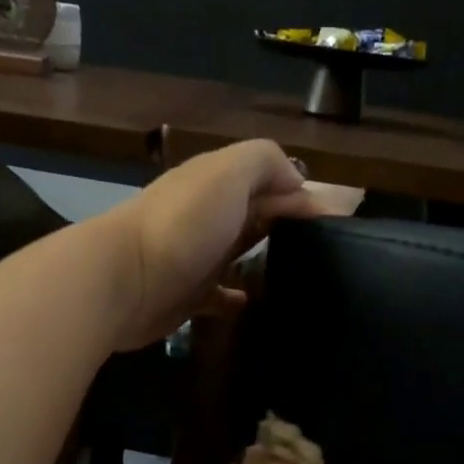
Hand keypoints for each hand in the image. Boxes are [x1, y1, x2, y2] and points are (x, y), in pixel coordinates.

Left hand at [99, 141, 323, 351]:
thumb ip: (264, 162)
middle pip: (256, 216)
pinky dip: (236, 296)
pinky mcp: (186, 296)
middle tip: (329, 250)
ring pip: (238, 252)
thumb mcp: (228, 173)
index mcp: (217, 183)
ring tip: (301, 275)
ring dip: (264, 256)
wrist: (122, 281)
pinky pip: (218, 295)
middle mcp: (207, 217)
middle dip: (289, 225)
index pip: (270, 182)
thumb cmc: (182, 225)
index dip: (304, 196)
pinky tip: (253, 302)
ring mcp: (195, 258)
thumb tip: (296, 181)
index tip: (340, 222)